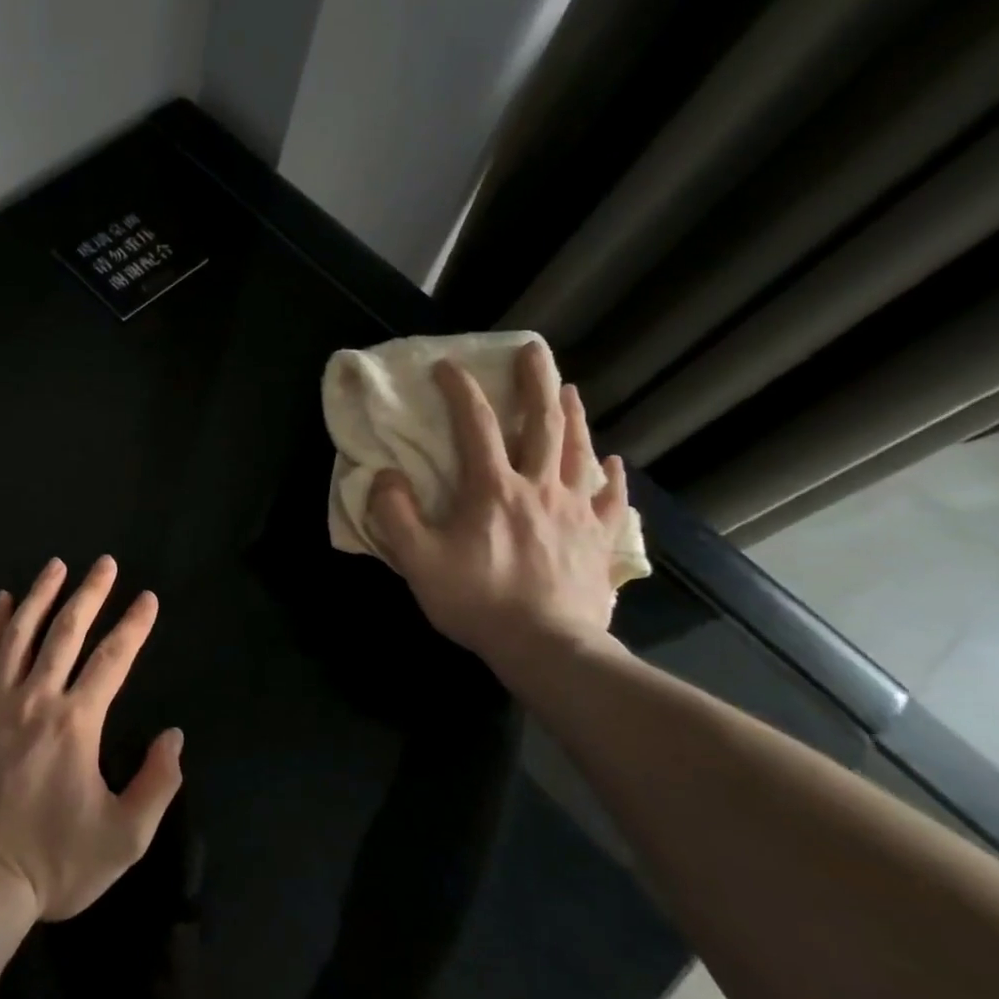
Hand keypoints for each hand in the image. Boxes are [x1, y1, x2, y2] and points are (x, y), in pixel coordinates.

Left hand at [0, 556, 183, 922]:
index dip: (134, 626)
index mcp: (77, 723)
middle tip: (104, 563)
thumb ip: (157, 784)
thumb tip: (174, 736)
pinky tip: (1, 601)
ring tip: (56, 566)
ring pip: (21, 634)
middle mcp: (37, 698)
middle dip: (90, 594)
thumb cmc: (54, 863)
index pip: (113, 659)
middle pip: (67, 632)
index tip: (147, 598)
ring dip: (41, 595)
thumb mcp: (124, 839)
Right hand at [367, 341, 630, 675]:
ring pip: (579, 451)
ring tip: (569, 389)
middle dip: (536, 381)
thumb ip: (394, 513)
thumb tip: (386, 475)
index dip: (460, 390)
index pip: (474, 425)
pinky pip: (612, 498)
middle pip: (542, 423)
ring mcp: (577, 512)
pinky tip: (610, 460)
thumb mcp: (417, 560)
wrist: (547, 647)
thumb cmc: (477, 601)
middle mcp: (540, 488)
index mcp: (492, 489)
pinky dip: (610, 474)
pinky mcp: (599, 539)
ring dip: (573, 415)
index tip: (447, 366)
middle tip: (533, 350)